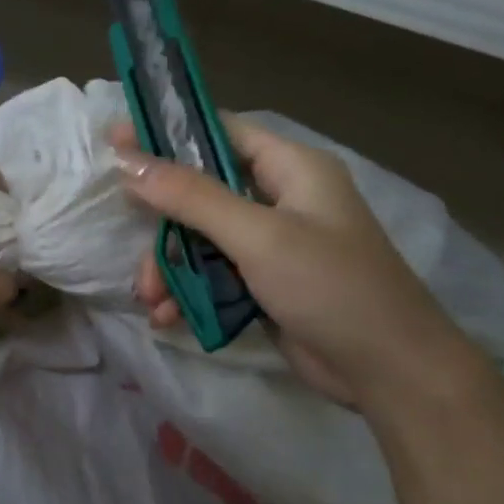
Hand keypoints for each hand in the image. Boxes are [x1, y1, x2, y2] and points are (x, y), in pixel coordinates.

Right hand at [109, 119, 480, 413]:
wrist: (387, 370)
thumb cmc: (330, 286)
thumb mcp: (258, 236)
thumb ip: (190, 197)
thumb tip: (127, 160)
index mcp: (291, 168)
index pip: (218, 133)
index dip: (167, 134)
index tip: (116, 142)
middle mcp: (278, 199)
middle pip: (199, 192)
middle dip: (162, 224)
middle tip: (128, 239)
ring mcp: (270, 245)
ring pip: (198, 240)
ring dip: (169, 268)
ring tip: (151, 298)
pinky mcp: (262, 284)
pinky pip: (210, 275)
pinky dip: (186, 292)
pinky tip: (167, 316)